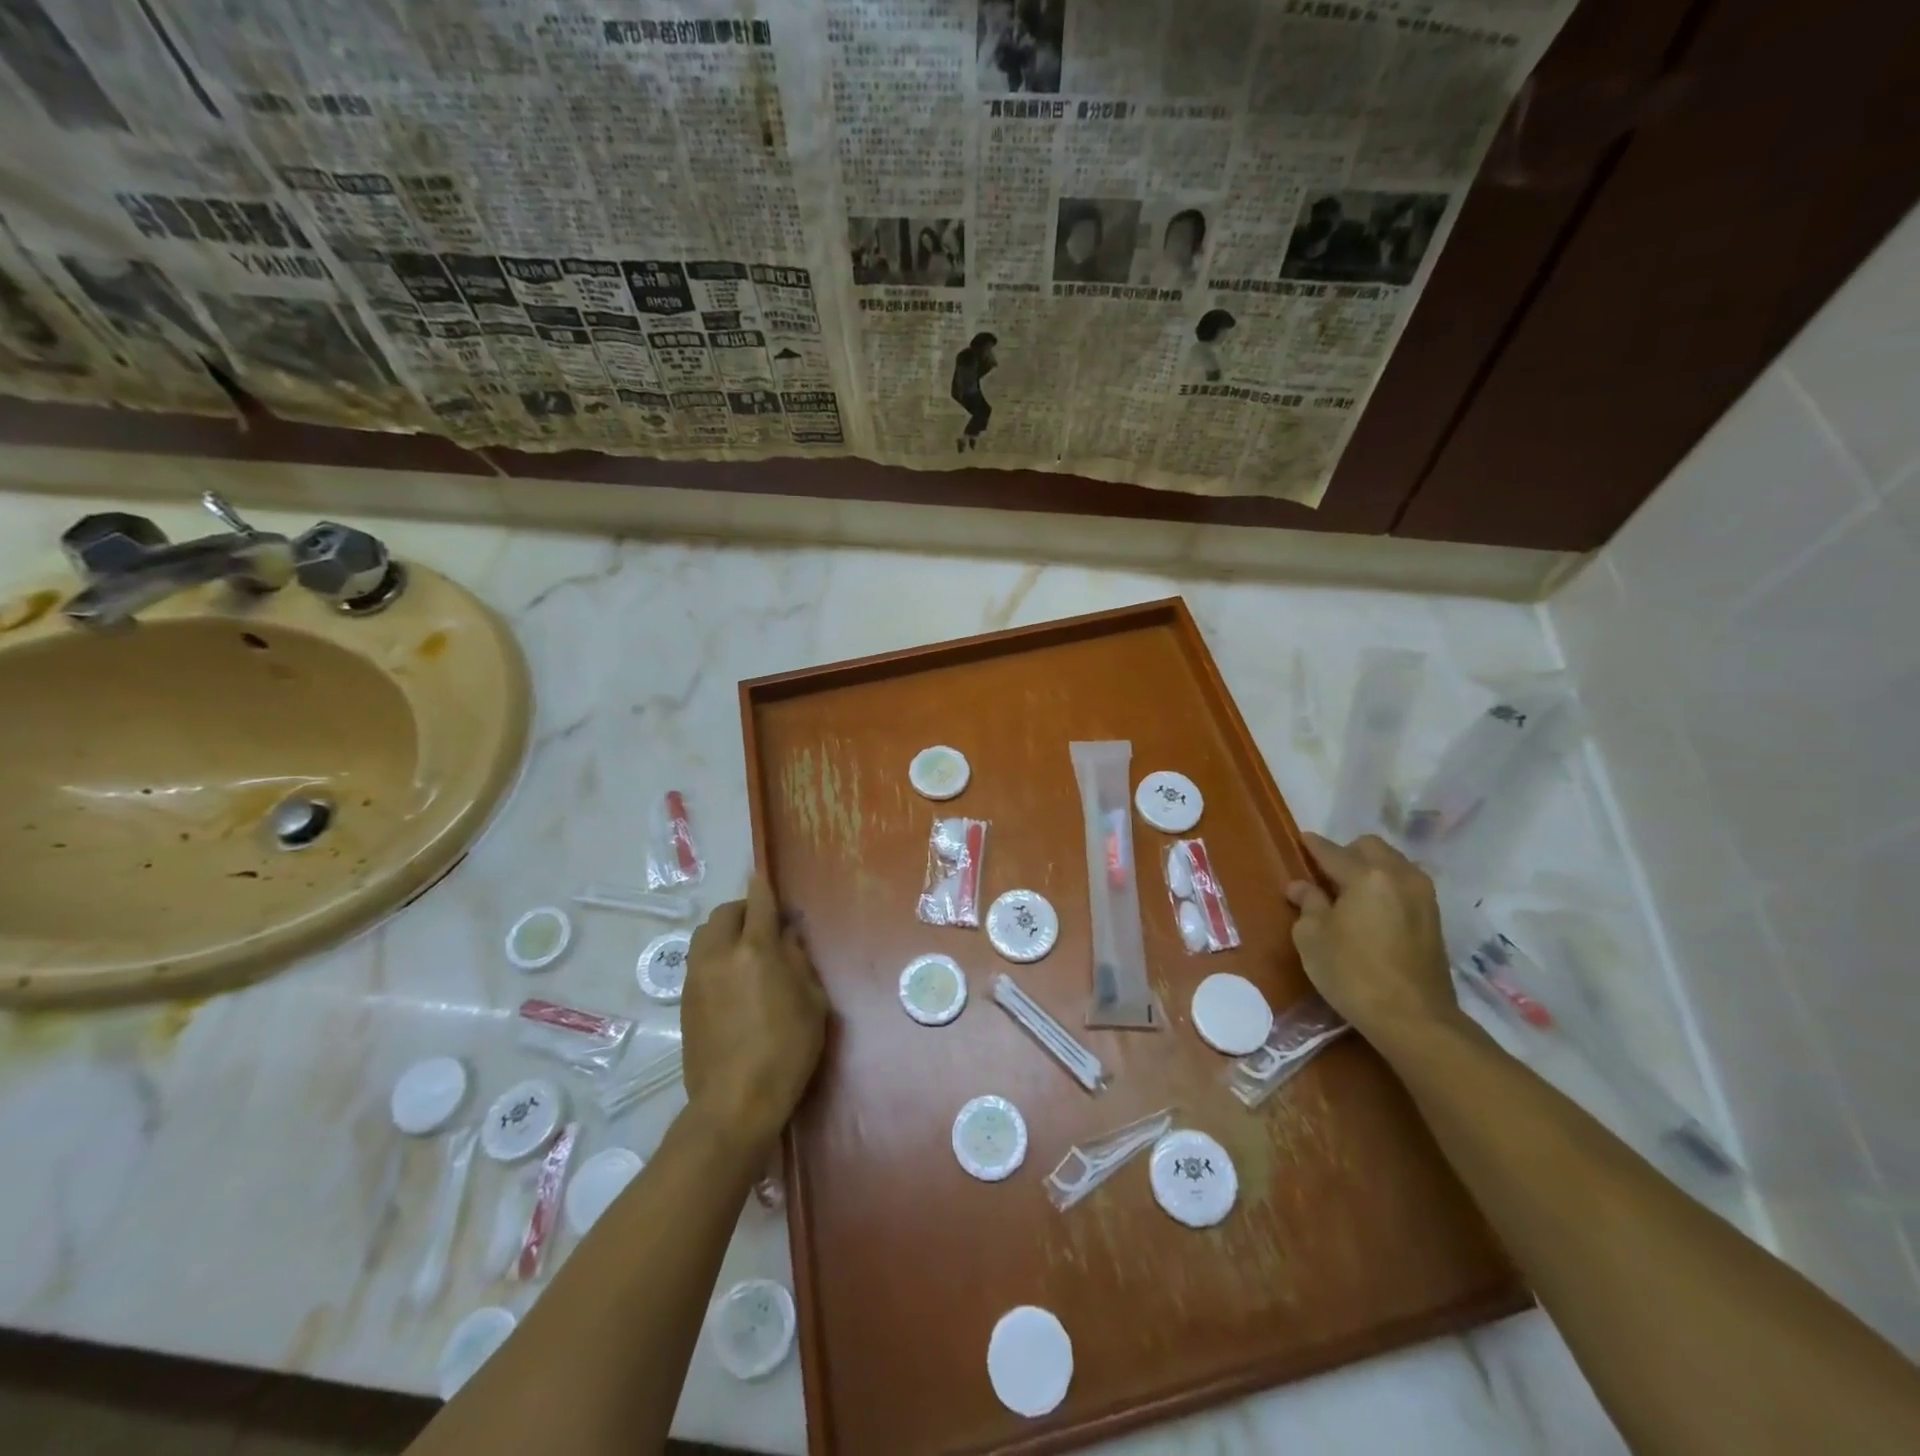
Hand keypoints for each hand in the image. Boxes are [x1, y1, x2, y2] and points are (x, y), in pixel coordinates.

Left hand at [683, 875, 828, 1149]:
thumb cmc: (786, 1050)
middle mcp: (719, 955)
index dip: (762, 887)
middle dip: (742, 909)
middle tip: (761, 922)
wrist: (735, 1101)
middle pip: (723, 914)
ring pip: (704, 936)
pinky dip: (713, 955)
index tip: (762, 876)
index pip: (758, 904)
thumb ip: (799, 962)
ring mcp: (696, 978)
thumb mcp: (812, 1002)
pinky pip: (697, 962)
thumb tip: (787, 937)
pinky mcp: (685, 1002)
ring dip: (723, 931)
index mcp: (755, 950)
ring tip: (744, 948)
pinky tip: (731, 978)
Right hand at [1286, 832, 1460, 1045]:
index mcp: (1367, 876)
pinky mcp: (1434, 919)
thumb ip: (1308, 904)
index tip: (1301, 840)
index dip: (1313, 845)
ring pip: (1393, 863)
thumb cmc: (1353, 974)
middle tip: (1326, 874)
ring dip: (1371, 868)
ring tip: (1350, 892)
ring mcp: (1423, 897)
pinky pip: (1405, 884)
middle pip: (1370, 847)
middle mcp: (1400, 876)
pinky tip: (1373, 909)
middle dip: (1347, 852)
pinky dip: (1387, 886)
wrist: (1413, 1019)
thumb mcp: (1313, 938)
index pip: (1332, 851)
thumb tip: (1301, 887)